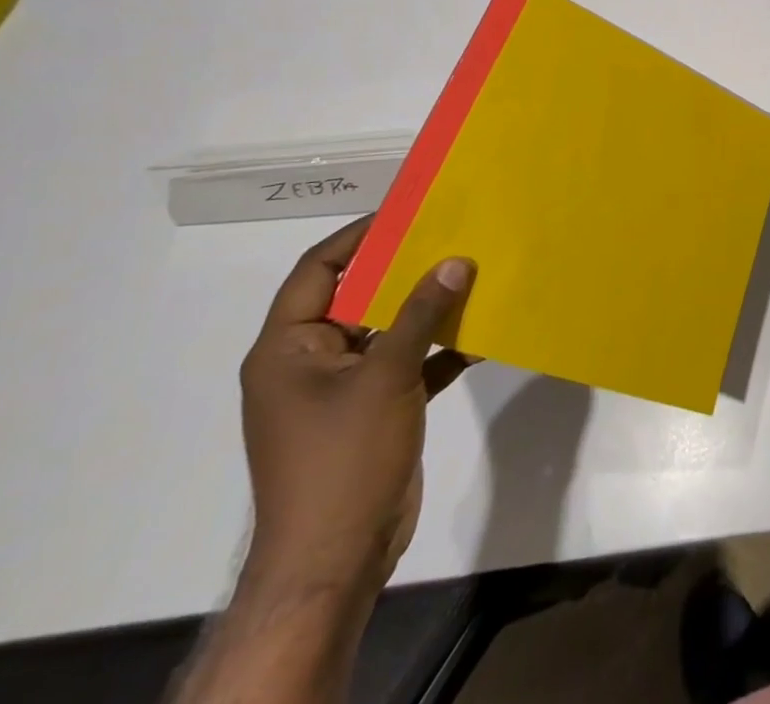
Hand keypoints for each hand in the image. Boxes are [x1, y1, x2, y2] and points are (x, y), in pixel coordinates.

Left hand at [238, 218, 476, 597]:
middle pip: (356, 296)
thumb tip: (456, 261)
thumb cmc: (343, 457)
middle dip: (404, 269)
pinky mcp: (372, 411)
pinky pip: (406, 364)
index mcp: (287, 348)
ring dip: (427, 309)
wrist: (335, 558)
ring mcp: (341, 389)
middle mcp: (309, 362)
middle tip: (452, 236)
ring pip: (387, 330)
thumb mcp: (385, 376)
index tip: (407, 212)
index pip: (317, 271)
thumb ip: (420, 314)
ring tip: (475, 275)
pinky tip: (481, 336)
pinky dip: (439, 350)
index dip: (359, 237)